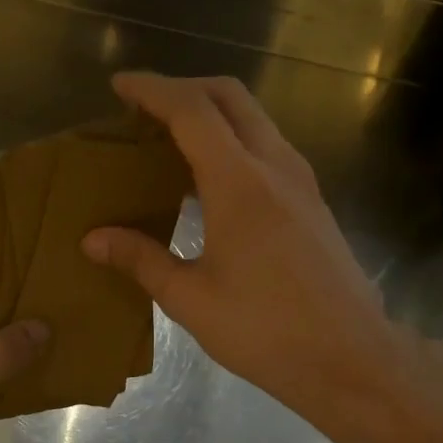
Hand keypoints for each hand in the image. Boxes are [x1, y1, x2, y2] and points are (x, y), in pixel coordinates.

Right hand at [82, 73, 406, 429]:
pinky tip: (210, 178)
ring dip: (213, 112)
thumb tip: (92, 240)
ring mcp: (301, 181)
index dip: (153, 90)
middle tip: (145, 109)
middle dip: (185, 88)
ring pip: (255, 118)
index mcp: (239, 182)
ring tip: (171, 139)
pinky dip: (234, 139)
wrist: (349, 358)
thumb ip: (141, 260)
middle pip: (230, 96)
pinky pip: (267, 146)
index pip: (191, 110)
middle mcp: (275, 166)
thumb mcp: (191, 299)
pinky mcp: (312, 201)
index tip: (120, 85)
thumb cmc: (265, 329)